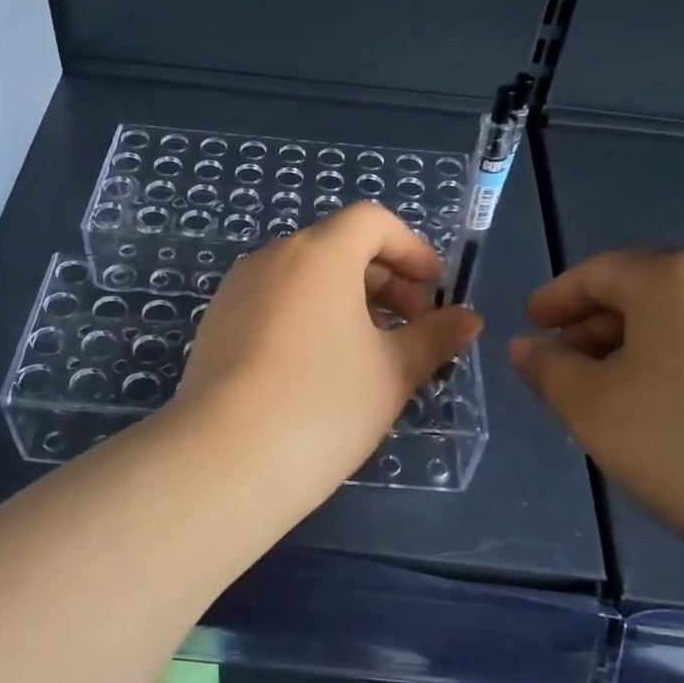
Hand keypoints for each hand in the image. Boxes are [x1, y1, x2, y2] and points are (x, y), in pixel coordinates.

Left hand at [177, 201, 480, 514]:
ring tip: (370, 353)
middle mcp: (271, 258)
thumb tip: (468, 319)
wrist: (225, 460)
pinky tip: (319, 369)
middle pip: (337, 247)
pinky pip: (274, 303)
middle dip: (385, 280)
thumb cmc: (324, 405)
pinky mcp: (215, 325)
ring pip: (304, 278)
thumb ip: (435, 337)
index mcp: (318, 254)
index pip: (372, 222)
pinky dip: (308, 317)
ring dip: (347, 302)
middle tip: (411, 329)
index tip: (435, 292)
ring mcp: (236, 291)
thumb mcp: (393, 372)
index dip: (412, 249)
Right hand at [508, 246, 683, 570]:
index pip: (597, 271)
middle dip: (596, 324)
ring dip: (639, 345)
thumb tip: (526, 346)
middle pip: (645, 289)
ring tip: (615, 393)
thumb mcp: (591, 407)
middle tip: (566, 366)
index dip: (555, 298)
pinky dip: (682, 361)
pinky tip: (673, 408)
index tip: (530, 326)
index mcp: (676, 275)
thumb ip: (548, 369)